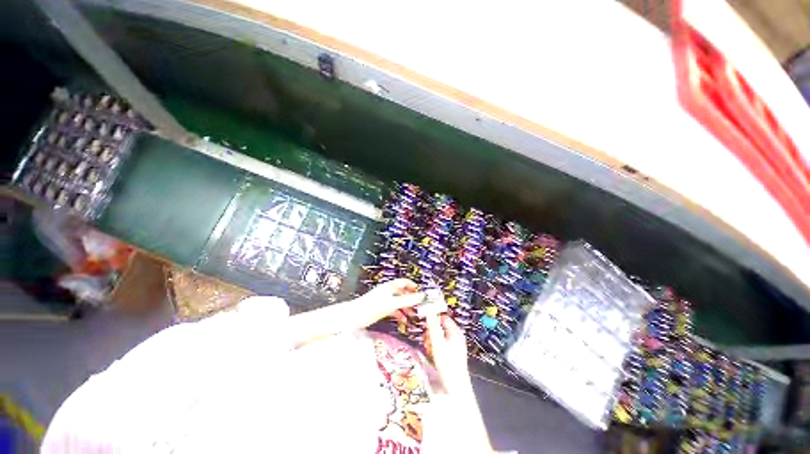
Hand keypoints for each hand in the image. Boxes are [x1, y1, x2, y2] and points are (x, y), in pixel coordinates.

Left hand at [351, 278, 423, 325]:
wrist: (354, 317)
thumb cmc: (372, 307)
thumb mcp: (392, 303)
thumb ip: (407, 300)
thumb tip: (422, 296)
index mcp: (390, 287)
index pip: (404, 282)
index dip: (413, 286)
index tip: (421, 293)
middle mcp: (388, 292)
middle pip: (403, 293)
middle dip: (411, 299)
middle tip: (420, 306)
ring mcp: (384, 300)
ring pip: (399, 302)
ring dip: (406, 308)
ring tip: (414, 315)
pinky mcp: (381, 309)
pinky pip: (393, 310)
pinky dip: (399, 314)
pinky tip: (403, 320)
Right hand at [425, 313, 470, 390]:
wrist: (455, 388)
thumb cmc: (448, 364)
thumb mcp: (437, 343)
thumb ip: (433, 326)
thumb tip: (429, 309)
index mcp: (455, 331)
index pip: (443, 318)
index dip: (434, 319)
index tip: (425, 323)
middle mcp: (456, 337)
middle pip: (440, 328)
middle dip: (431, 332)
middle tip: (427, 340)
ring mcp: (454, 347)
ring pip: (439, 338)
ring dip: (432, 341)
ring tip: (430, 350)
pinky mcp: (451, 356)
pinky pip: (440, 347)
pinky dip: (435, 349)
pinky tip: (432, 356)